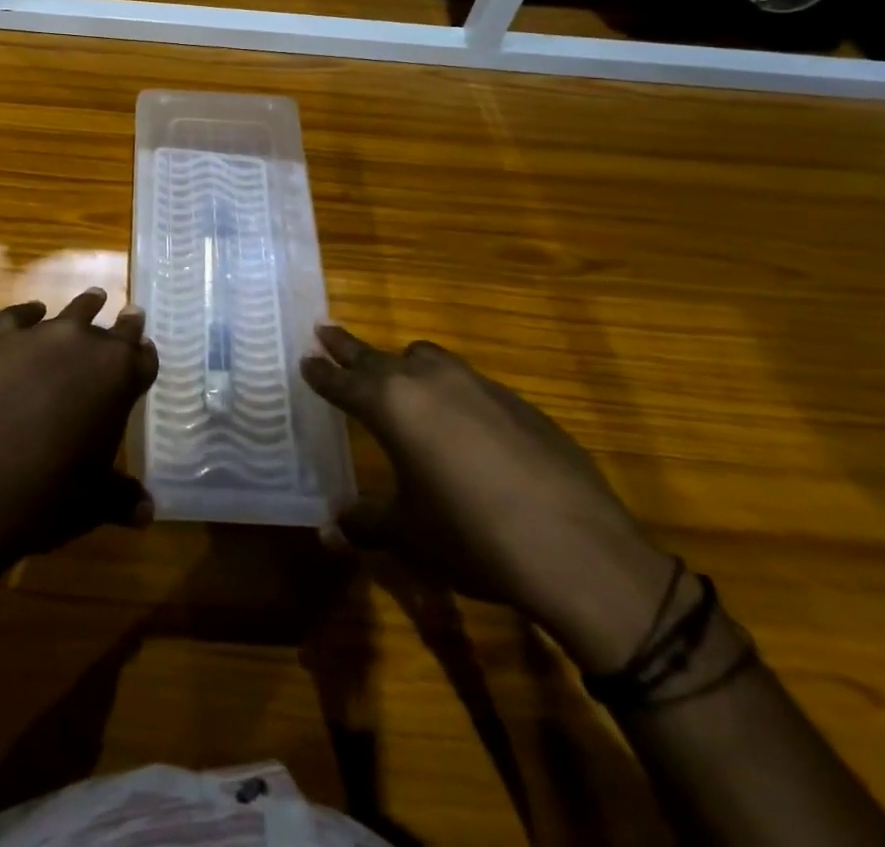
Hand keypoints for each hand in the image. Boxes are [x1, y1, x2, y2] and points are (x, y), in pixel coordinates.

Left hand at [0, 289, 157, 614]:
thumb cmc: (44, 498)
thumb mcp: (91, 503)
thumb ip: (121, 497)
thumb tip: (147, 512)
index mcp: (117, 378)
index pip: (142, 358)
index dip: (144, 357)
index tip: (145, 351)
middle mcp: (83, 345)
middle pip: (112, 329)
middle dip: (123, 325)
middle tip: (131, 315)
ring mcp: (36, 336)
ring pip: (70, 312)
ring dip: (84, 307)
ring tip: (92, 299)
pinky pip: (17, 316)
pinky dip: (28, 313)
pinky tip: (32, 312)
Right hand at [304, 324, 673, 671]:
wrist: (578, 551)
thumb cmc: (472, 537)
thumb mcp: (408, 536)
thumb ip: (364, 524)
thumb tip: (328, 531)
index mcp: (392, 405)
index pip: (344, 381)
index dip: (322, 372)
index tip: (306, 358)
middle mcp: (430, 381)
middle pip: (378, 356)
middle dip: (350, 349)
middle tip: (327, 333)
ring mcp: (478, 385)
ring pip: (428, 358)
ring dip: (404, 363)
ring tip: (397, 375)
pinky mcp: (518, 401)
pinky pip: (469, 381)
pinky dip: (450, 389)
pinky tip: (463, 424)